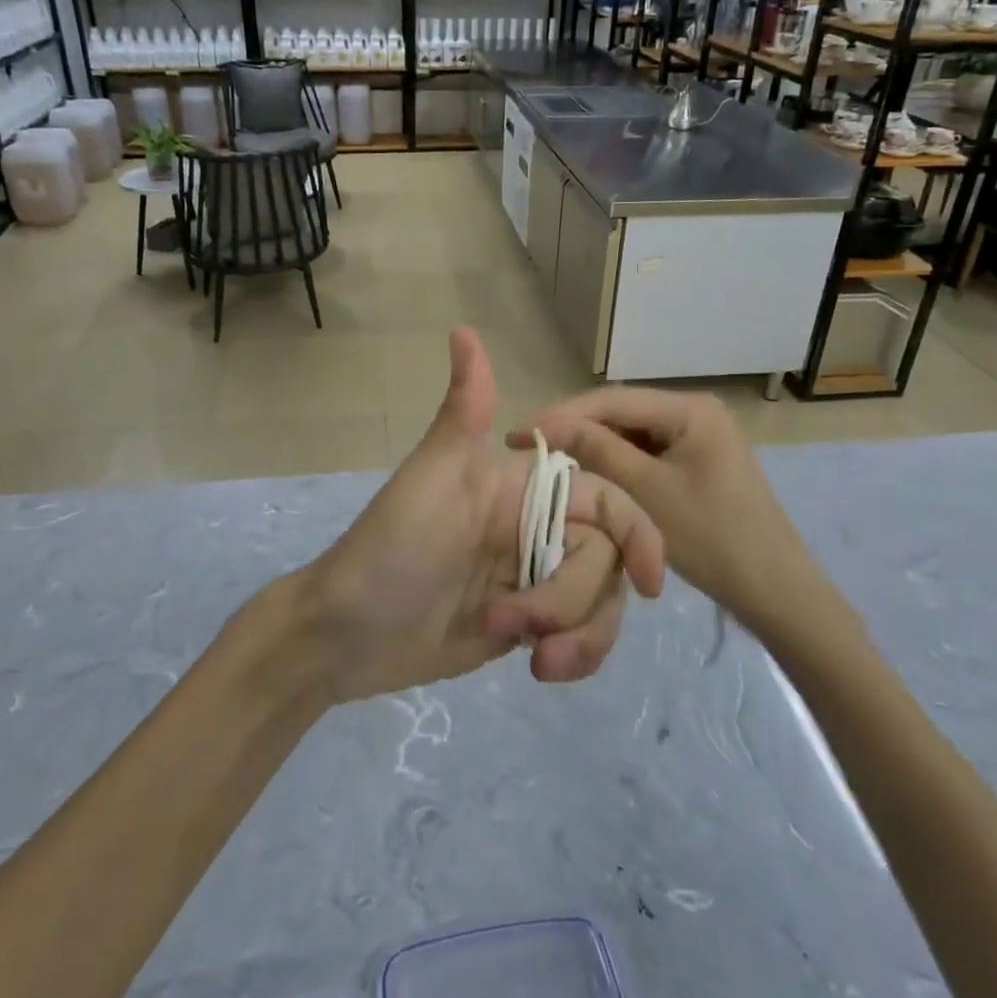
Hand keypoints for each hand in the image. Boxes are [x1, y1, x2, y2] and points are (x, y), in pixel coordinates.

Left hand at [289, 329, 664, 703]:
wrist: (344, 635)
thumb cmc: (389, 548)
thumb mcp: (430, 476)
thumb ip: (464, 411)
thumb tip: (463, 329)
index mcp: (519, 487)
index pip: (604, 500)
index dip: (638, 534)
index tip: (651, 584)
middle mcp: (533, 527)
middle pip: (605, 560)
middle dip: (573, 600)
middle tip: (515, 623)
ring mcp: (531, 578)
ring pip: (598, 601)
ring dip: (580, 635)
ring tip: (533, 658)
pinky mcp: (525, 624)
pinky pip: (577, 636)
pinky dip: (573, 654)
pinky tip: (537, 667)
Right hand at [510, 389, 830, 623]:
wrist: (774, 591)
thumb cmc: (713, 538)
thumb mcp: (647, 493)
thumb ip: (598, 451)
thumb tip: (549, 425)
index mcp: (691, 409)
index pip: (613, 400)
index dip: (562, 415)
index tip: (519, 432)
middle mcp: (695, 412)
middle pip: (621, 412)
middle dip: (575, 428)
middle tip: (527, 445)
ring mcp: (698, 437)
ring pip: (631, 433)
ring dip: (592, 445)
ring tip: (549, 458)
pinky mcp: (696, 462)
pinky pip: (646, 453)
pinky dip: (615, 463)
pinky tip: (588, 473)